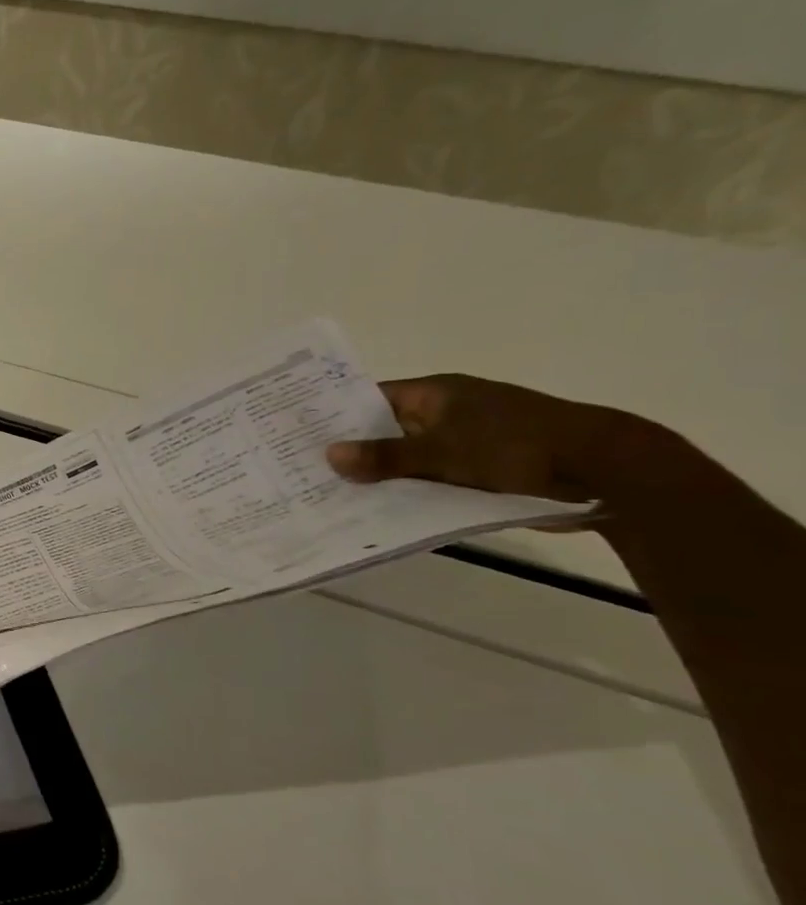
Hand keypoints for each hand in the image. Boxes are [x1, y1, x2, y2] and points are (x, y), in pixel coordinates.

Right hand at [325, 374, 640, 503]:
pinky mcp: (479, 471)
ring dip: (377, 476)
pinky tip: (376, 510)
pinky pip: (428, 479)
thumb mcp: (444, 452)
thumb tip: (329, 455)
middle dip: (349, 449)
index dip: (335, 413)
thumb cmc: (519, 447)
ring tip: (327, 495)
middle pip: (384, 430)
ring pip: (405, 459)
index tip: (297, 433)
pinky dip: (405, 491)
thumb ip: (385, 456)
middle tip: (300, 470)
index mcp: (437, 393)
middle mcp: (446, 413)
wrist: (608, 472)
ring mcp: (464, 442)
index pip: (370, 398)